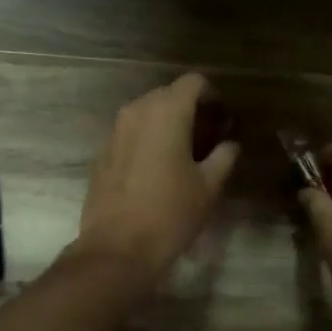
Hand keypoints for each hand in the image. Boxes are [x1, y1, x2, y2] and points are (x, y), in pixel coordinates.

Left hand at [69, 73, 239, 288]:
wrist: (117, 248)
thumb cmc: (170, 214)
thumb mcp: (208, 187)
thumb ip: (224, 157)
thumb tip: (230, 145)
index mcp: (166, 112)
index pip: (193, 82)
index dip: (211, 95)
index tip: (222, 118)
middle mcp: (136, 112)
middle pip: (167, 94)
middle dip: (188, 108)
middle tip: (207, 136)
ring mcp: (114, 131)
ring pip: (145, 113)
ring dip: (165, 124)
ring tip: (182, 153)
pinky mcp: (102, 153)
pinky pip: (129, 134)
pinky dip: (145, 141)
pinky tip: (155, 170)